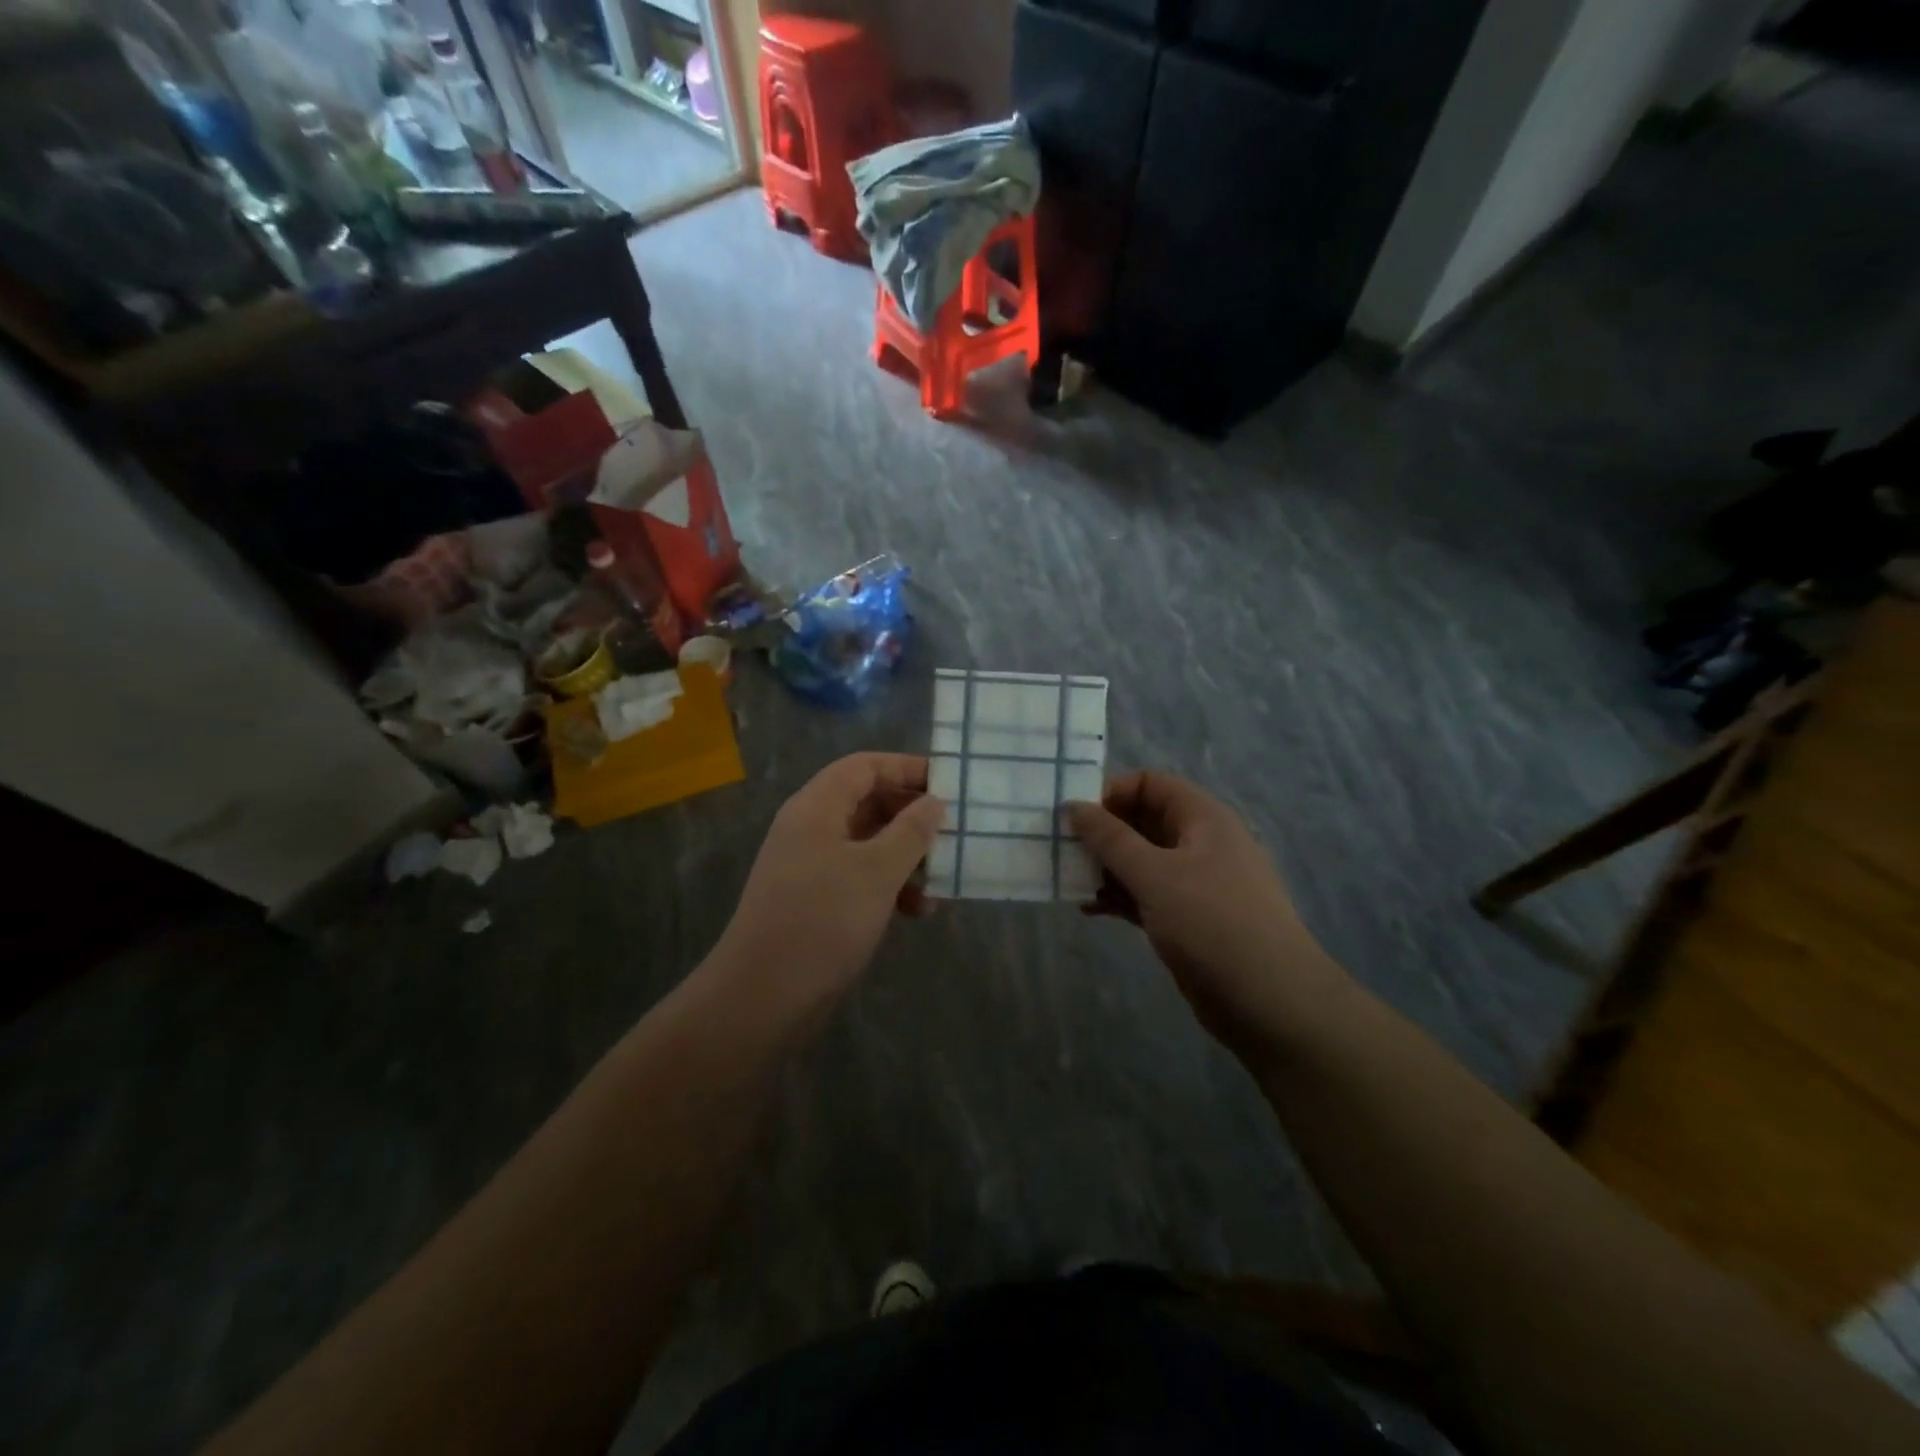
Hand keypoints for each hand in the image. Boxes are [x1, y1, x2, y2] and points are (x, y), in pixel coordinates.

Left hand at [712, 754, 944, 1013]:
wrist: (763, 996)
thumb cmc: (822, 921)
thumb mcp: (877, 871)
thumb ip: (911, 831)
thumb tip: (934, 802)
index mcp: (817, 807)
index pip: (864, 766)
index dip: (906, 768)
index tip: (948, 783)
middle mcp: (811, 828)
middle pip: (867, 802)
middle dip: (912, 816)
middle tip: (952, 831)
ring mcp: (810, 865)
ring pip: (868, 843)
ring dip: (906, 856)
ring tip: (941, 878)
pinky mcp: (815, 900)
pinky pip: (859, 876)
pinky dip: (889, 886)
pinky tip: (917, 910)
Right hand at [1069, 772, 1345, 1056]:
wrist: (1269, 1001)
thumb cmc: (1212, 923)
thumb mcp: (1155, 875)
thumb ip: (1110, 839)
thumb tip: (1072, 805)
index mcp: (1202, 818)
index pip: (1150, 784)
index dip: (1111, 792)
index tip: (1076, 816)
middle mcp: (1199, 843)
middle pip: (1142, 821)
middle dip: (1102, 833)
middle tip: (1062, 849)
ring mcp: (1194, 882)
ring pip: (1140, 861)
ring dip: (1105, 868)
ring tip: (1070, 881)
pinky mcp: (1186, 918)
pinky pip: (1144, 894)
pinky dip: (1118, 897)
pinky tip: (1090, 908)